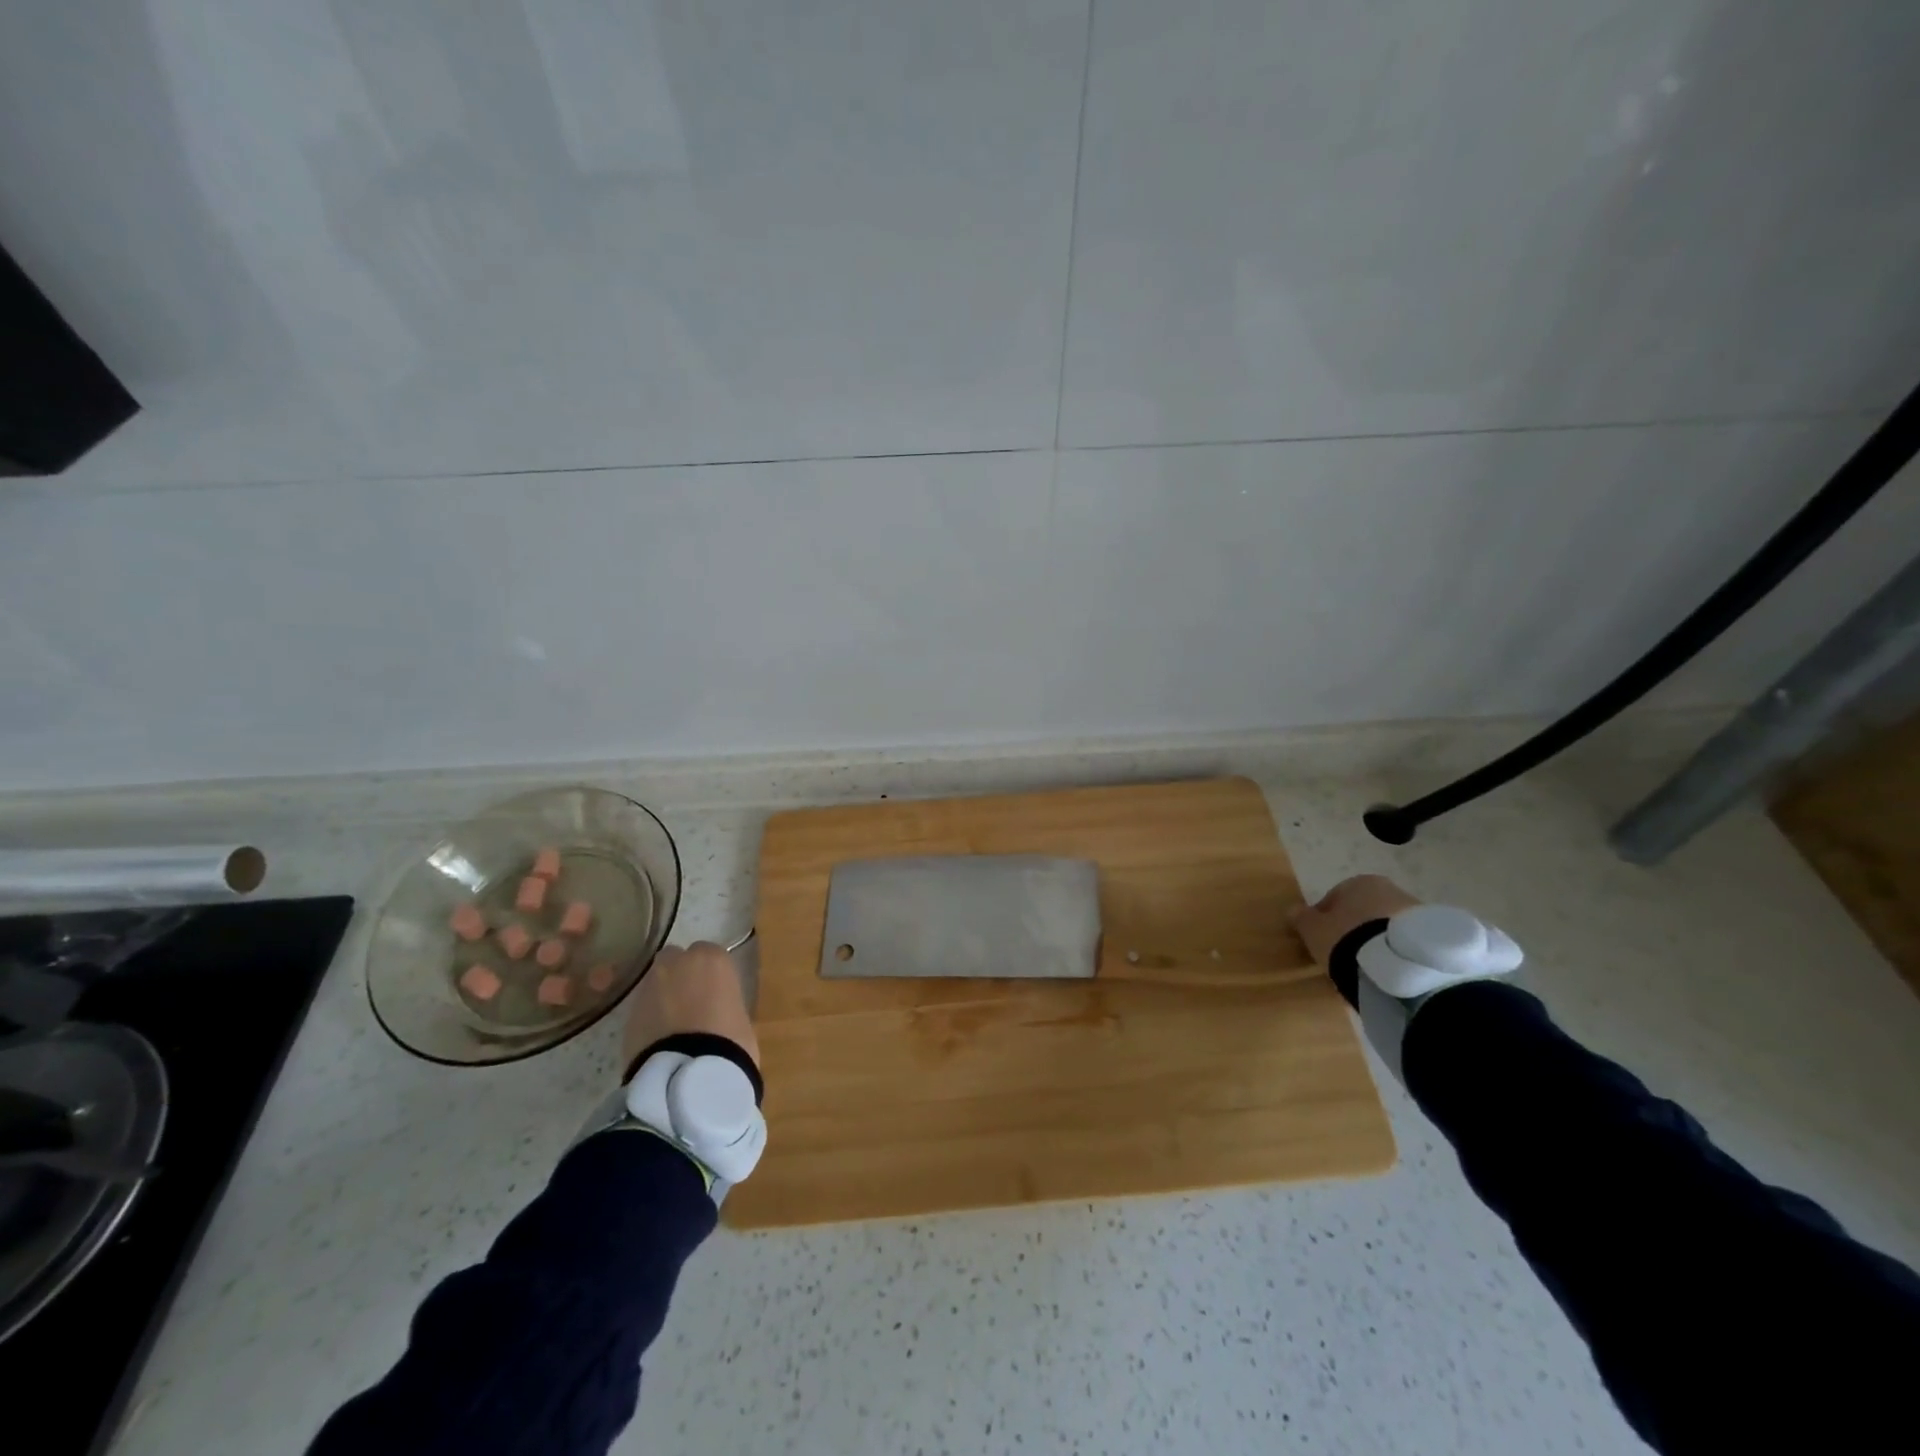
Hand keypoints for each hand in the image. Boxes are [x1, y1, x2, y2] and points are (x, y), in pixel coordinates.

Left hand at [620, 941, 759, 1075]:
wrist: (688, 1076)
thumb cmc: (729, 1041)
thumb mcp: (739, 1015)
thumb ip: (723, 1002)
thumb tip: (715, 1010)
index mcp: (711, 959)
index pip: (709, 954)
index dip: (711, 973)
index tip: (716, 991)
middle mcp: (676, 964)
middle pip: (675, 959)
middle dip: (680, 974)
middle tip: (691, 1001)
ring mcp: (648, 987)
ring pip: (655, 983)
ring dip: (662, 996)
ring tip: (672, 1025)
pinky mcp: (628, 1015)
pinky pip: (642, 1009)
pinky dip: (649, 1018)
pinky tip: (659, 1039)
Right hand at [1291, 875, 1421, 965]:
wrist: (1399, 965)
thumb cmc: (1348, 938)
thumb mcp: (1314, 930)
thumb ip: (1302, 918)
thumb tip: (1293, 910)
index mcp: (1361, 882)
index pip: (1336, 897)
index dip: (1325, 918)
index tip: (1321, 940)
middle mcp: (1392, 890)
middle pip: (1366, 910)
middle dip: (1355, 929)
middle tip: (1345, 954)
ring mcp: (1418, 913)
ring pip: (1388, 927)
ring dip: (1378, 942)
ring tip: (1368, 969)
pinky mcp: (1436, 938)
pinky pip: (1406, 944)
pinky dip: (1396, 954)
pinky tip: (1387, 973)